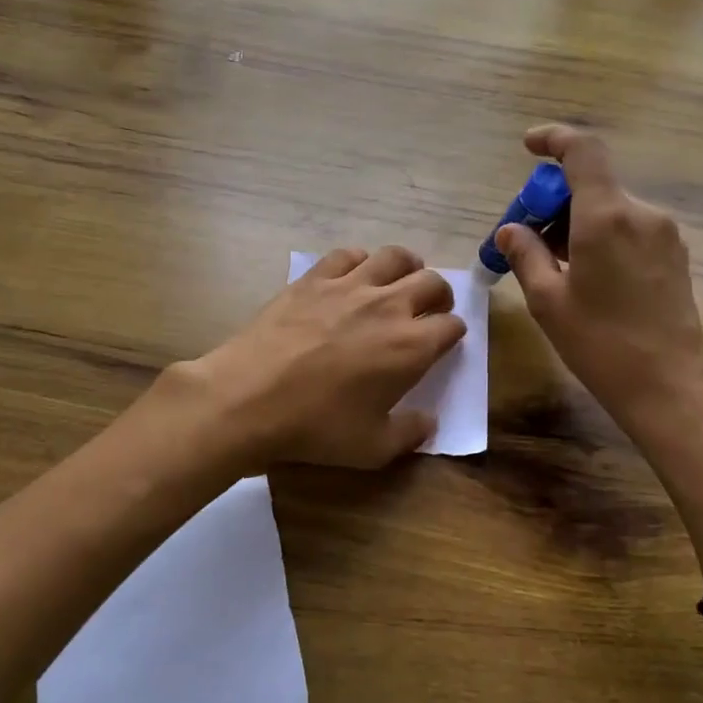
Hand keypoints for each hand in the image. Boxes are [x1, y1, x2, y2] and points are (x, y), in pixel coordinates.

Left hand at [177, 245, 465, 468]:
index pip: (451, 326)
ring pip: (394, 257)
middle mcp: (388, 306)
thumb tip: (428, 422)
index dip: (453, 334)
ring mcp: (349, 286)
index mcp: (411, 347)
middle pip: (432, 283)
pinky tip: (353, 276)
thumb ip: (409, 434)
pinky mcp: (314, 278)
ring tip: (401, 281)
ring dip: (407, 267)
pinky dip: (360, 261)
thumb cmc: (316, 426)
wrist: (249, 398)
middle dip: (439, 295)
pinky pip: (348, 255)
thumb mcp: (372, 448)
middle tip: (429, 310)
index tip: (444, 342)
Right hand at [495, 125, 702, 430]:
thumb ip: (526, 255)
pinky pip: (629, 228)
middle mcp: (642, 213)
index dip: (554, 139)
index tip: (529, 146)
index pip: (583, 151)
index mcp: (607, 217)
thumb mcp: (548, 301)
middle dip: (553, 201)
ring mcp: (664, 234)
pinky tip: (585, 274)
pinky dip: (600, 235)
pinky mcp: (675, 254)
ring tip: (552, 264)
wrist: (669, 387)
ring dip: (576, 222)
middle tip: (526, 237)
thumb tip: (510, 230)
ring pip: (610, 208)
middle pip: (592, 184)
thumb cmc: (600, 344)